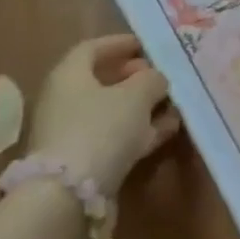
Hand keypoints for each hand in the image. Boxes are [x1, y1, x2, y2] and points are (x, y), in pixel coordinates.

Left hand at [25, 35, 180, 196]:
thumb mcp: (136, 95)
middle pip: (102, 81)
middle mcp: (65, 100)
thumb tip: (156, 78)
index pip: (93, 48)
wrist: (68, 194)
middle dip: (135, 77)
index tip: (147, 46)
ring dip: (142, 106)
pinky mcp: (81, 161)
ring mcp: (71, 132)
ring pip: (111, 111)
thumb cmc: (101, 128)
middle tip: (162, 77)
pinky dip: (138, 130)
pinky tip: (166, 130)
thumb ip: (151, 80)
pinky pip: (113, 136)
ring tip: (174, 105)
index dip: (121, 43)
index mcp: (70, 74)